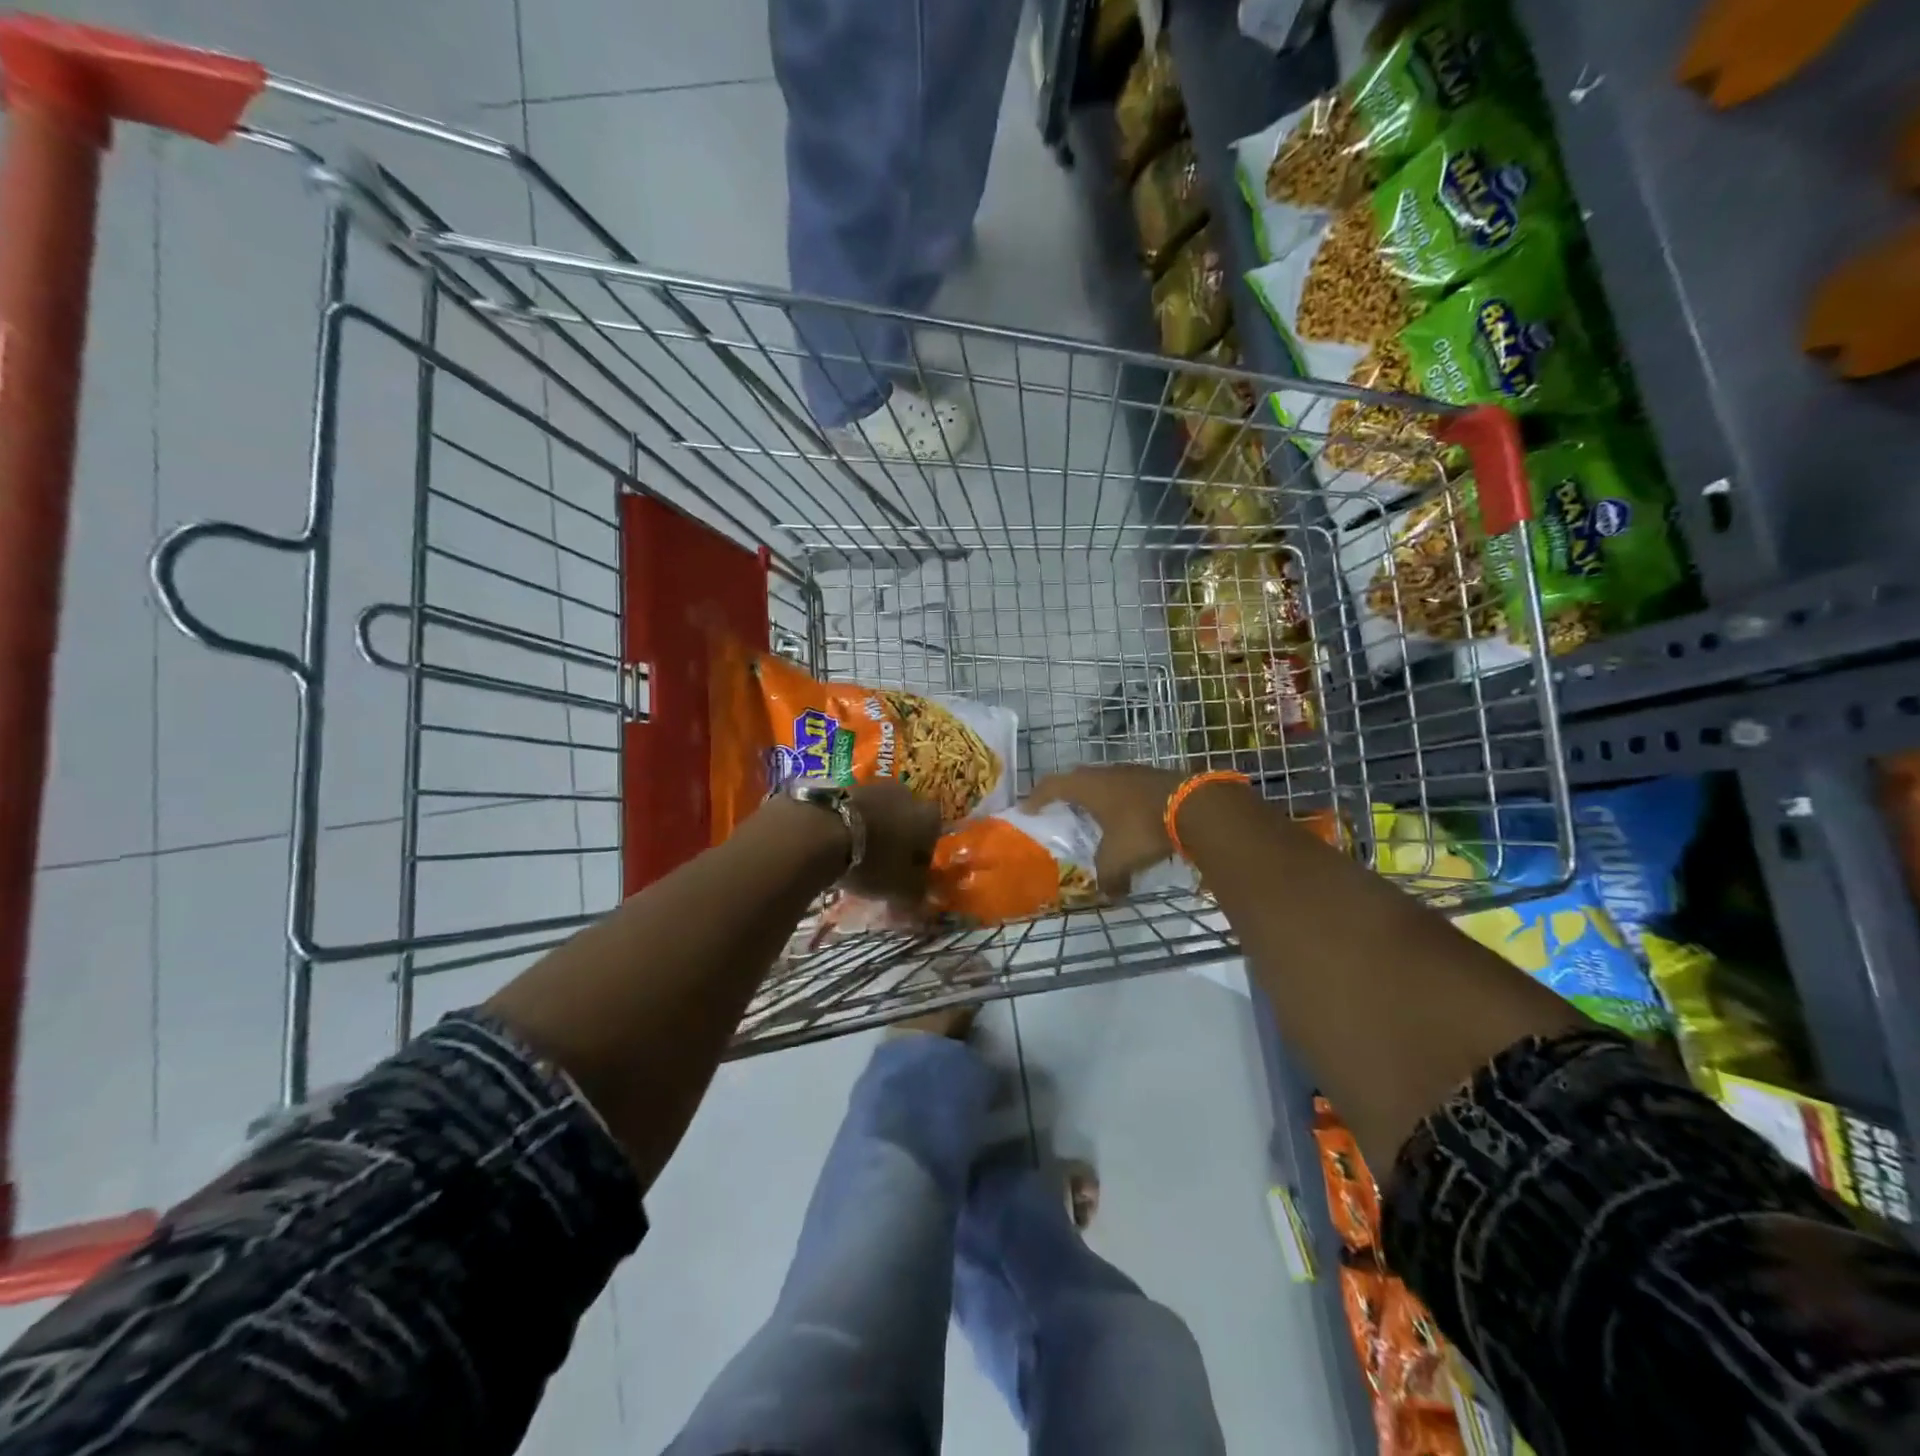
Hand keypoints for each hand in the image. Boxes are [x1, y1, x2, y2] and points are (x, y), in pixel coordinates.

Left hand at [844, 780, 940, 903]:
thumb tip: (922, 898)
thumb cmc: (873, 861)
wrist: (821, 831)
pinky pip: (855, 809)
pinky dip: (851, 824)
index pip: (934, 838)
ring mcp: (875, 786)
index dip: (921, 859)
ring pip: (880, 813)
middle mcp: (907, 794)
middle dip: (897, 840)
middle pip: (907, 821)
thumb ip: (917, 894)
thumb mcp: (901, 890)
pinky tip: (837, 842)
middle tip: (882, 865)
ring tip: (856, 855)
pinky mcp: (845, 784)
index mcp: (928, 818)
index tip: (907, 876)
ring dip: (873, 830)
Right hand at [1026, 765, 1187, 894]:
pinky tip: (1131, 820)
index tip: (1027, 809)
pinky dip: (1124, 803)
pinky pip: (1130, 789)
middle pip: (1079, 779)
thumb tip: (1110, 894)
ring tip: (1097, 817)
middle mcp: (1107, 773)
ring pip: (1107, 782)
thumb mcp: (1118, 859)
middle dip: (1067, 794)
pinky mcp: (1158, 778)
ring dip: (1099, 798)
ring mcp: (1134, 772)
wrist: (1196, 807)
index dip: (1037, 797)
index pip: (1052, 786)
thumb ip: (1108, 878)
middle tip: (1060, 809)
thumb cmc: (1143, 829)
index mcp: (1088, 787)